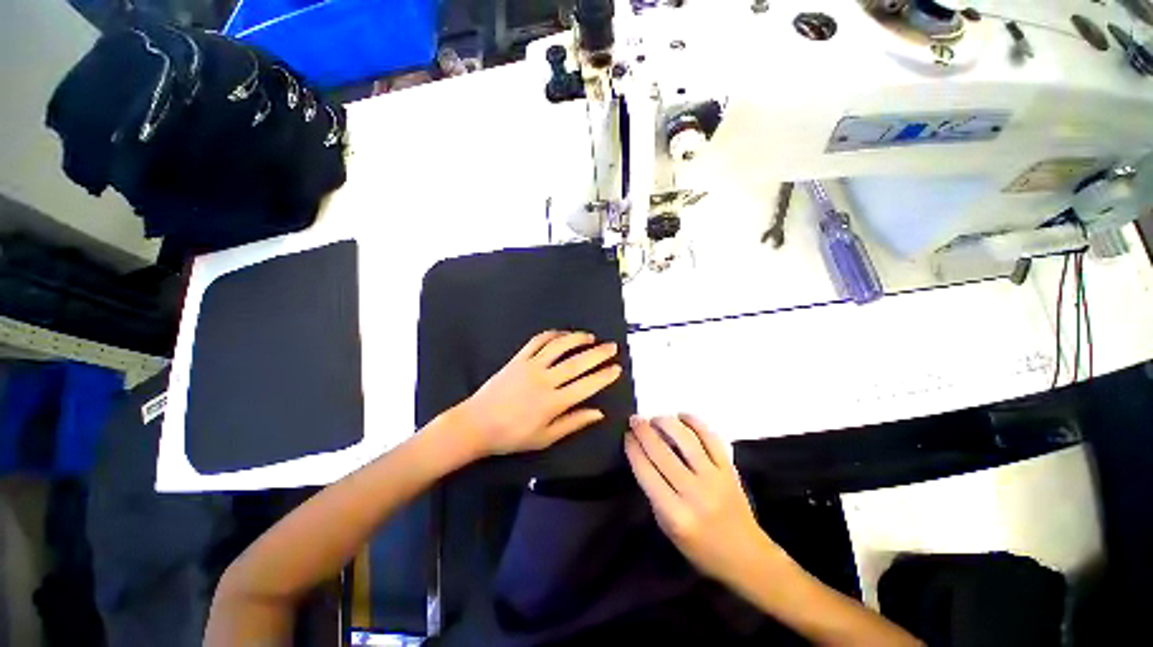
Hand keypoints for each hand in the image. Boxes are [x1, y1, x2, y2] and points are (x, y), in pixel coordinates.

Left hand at [456, 330, 621, 456]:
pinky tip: (562, 334)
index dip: (604, 376)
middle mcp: (545, 380)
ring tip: (590, 337)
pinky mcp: (518, 359)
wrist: (476, 424)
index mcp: (553, 402)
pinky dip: (552, 335)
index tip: (617, 368)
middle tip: (612, 347)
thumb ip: (573, 423)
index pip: (586, 385)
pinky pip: (537, 341)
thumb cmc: (512, 436)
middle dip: (598, 353)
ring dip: (577, 339)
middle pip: (577, 362)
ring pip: (559, 346)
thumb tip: (599, 413)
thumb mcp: (545, 437)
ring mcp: (530, 366)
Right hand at [625, 414, 784, 582]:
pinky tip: (682, 417)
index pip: (646, 472)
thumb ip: (654, 493)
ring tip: (655, 418)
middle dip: (644, 431)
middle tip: (635, 419)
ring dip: (666, 422)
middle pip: (662, 452)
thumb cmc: (700, 548)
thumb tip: (643, 456)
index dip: (633, 449)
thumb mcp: (667, 528)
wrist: (746, 556)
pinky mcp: (729, 469)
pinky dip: (694, 422)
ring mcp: (715, 478)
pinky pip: (710, 437)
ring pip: (686, 440)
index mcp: (675, 514)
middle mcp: (694, 493)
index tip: (627, 435)